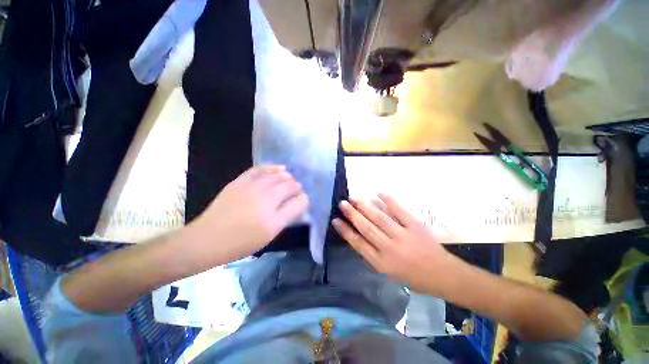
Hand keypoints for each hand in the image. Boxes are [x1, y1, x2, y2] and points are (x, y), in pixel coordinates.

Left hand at [187, 165, 308, 264]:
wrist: (208, 239)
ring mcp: (251, 189)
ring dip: (287, 177)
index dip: (303, 199)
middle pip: (289, 186)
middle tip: (296, 190)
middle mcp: (265, 201)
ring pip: (277, 176)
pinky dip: (272, 167)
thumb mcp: (268, 235)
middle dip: (296, 187)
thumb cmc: (241, 242)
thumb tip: (298, 202)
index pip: (298, 203)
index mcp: (273, 220)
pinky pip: (260, 170)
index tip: (302, 200)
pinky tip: (280, 168)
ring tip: (290, 179)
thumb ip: (286, 217)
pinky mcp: (240, 182)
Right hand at [332, 194, 454, 293]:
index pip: (358, 243)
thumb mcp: (389, 272)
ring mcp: (403, 236)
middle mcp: (390, 249)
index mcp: (382, 263)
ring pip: (379, 218)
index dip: (345, 231)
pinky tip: (379, 193)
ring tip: (354, 198)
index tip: (336, 220)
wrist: (443, 275)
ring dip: (365, 207)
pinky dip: (389, 201)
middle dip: (352, 215)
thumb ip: (373, 255)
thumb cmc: (413, 277)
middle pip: (366, 228)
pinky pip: (399, 211)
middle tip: (342, 203)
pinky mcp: (415, 226)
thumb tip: (360, 237)